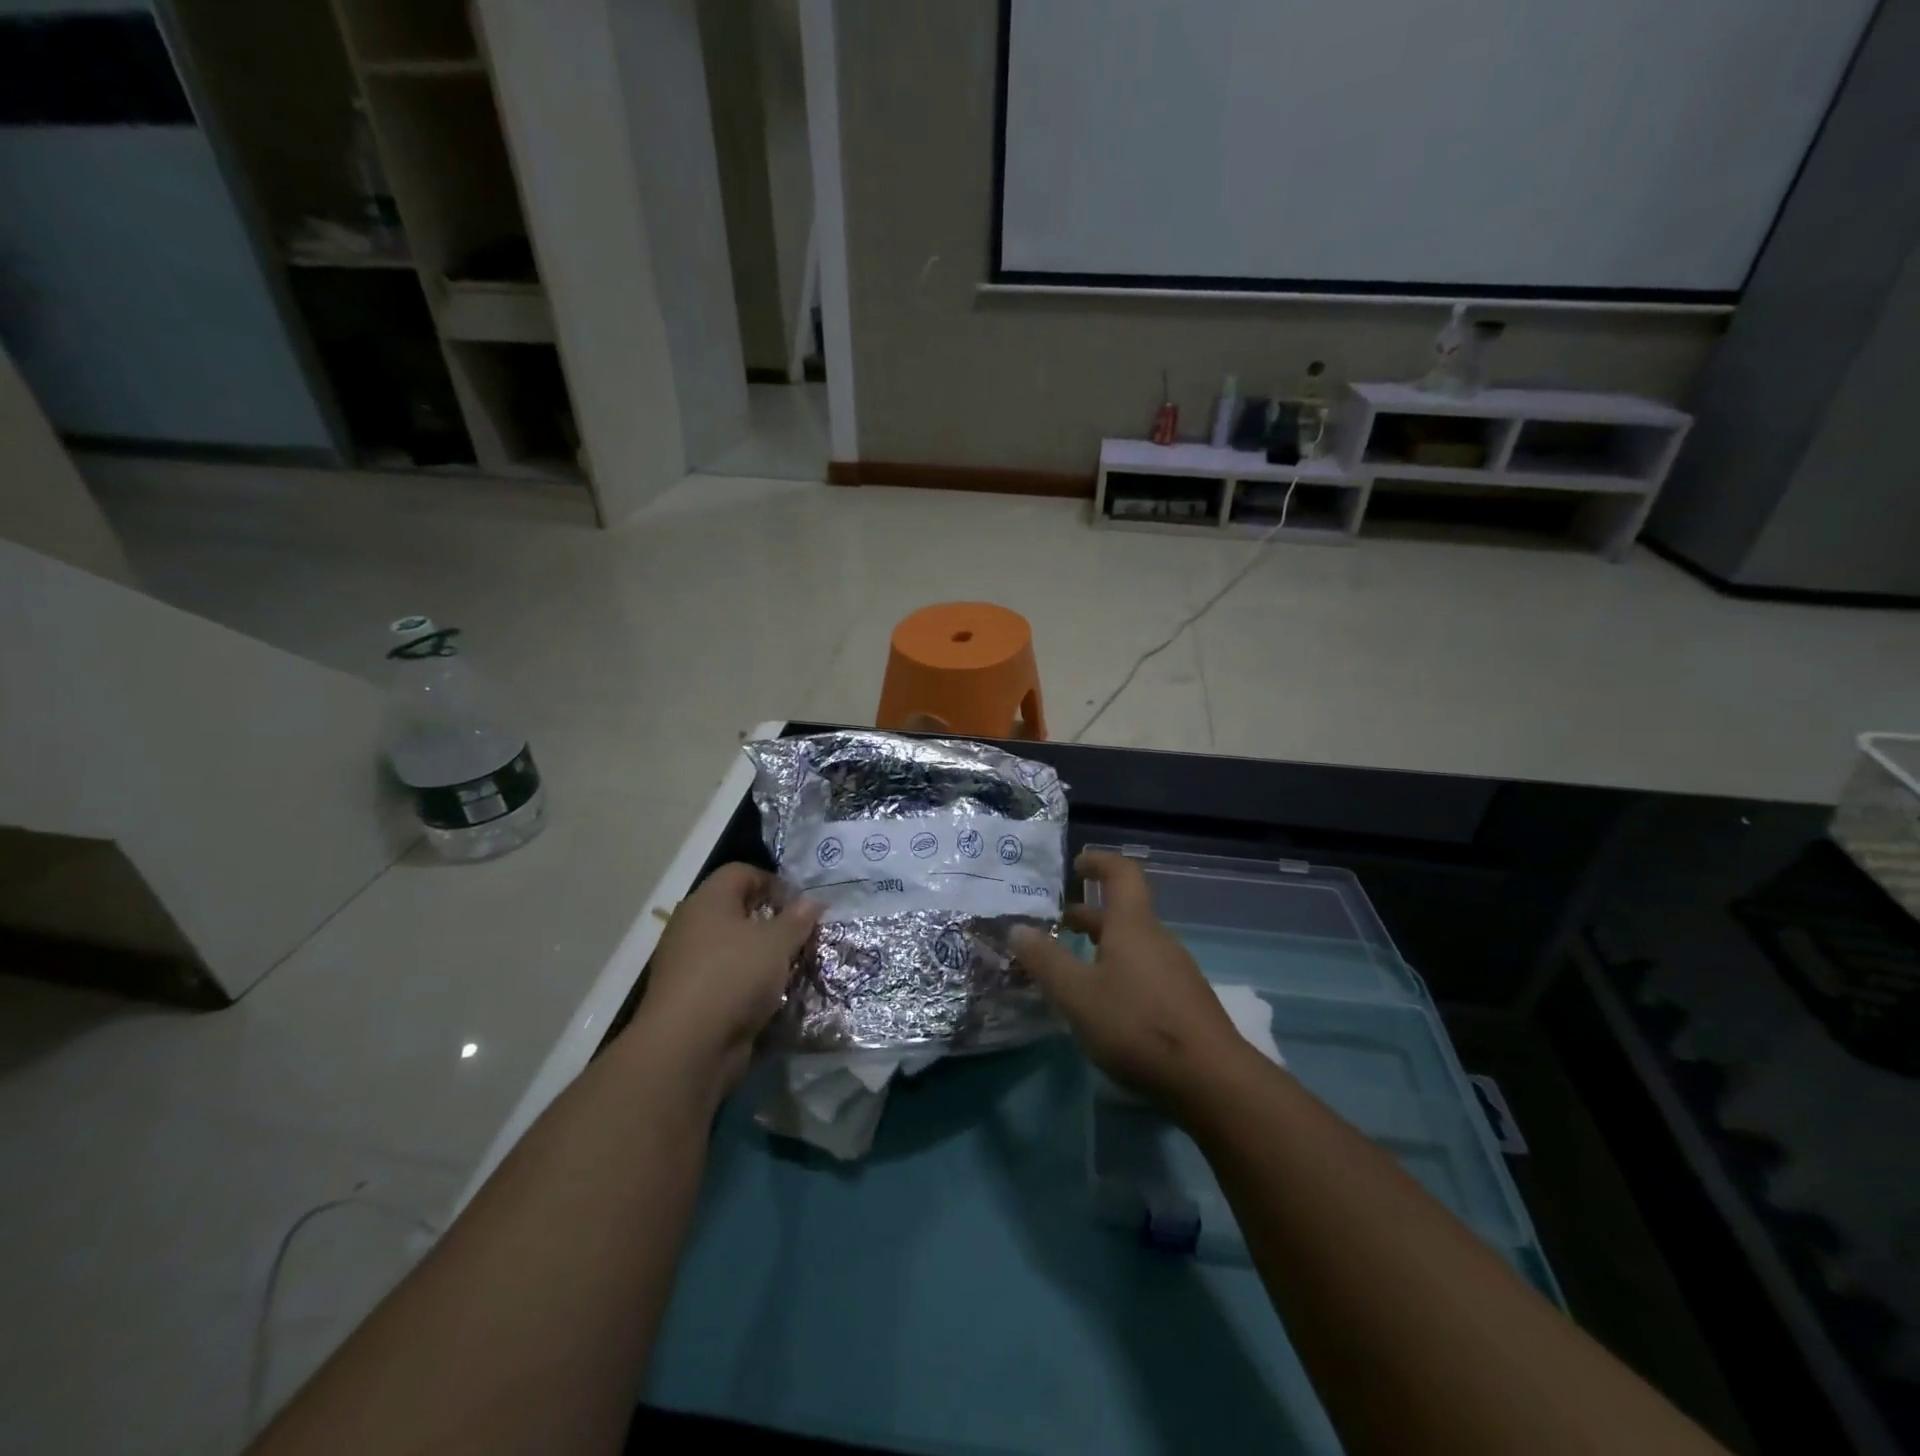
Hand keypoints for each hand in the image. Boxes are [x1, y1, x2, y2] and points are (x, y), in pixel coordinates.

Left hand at [633, 863, 819, 1096]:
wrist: (687, 1046)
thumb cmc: (734, 976)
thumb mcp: (777, 942)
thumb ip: (798, 919)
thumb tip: (813, 901)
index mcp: (708, 901)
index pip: (741, 872)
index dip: (773, 882)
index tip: (800, 905)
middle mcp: (692, 926)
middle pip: (737, 910)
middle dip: (772, 922)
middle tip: (800, 937)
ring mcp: (687, 963)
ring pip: (733, 948)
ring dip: (762, 956)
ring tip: (791, 968)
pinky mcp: (690, 998)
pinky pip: (726, 979)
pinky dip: (748, 984)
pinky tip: (771, 996)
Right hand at [1011, 851, 1247, 1108]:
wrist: (1212, 1080)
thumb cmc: (1137, 1025)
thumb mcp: (1077, 994)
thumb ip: (1045, 960)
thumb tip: (1017, 928)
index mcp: (1133, 926)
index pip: (1121, 874)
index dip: (1099, 862)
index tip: (1076, 865)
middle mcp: (1158, 940)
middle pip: (1123, 914)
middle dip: (1089, 916)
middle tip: (1058, 926)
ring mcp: (1176, 971)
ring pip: (1133, 945)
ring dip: (1102, 947)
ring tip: (1073, 970)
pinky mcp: (1184, 1002)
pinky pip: (1145, 971)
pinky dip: (1119, 972)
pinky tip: (1104, 1005)